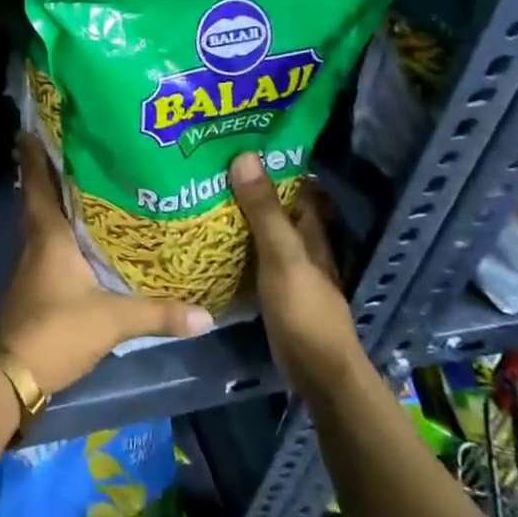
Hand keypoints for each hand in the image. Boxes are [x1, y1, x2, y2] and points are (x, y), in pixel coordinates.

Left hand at [0, 135, 213, 393]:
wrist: (12, 374)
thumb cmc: (56, 330)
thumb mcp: (112, 320)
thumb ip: (158, 313)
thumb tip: (207, 313)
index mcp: (48, 236)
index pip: (37, 185)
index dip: (33, 156)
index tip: (30, 127)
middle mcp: (36, 243)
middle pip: (40, 199)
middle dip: (49, 173)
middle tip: (72, 148)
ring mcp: (32, 266)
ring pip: (44, 222)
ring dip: (58, 203)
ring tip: (87, 185)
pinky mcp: (36, 286)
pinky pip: (49, 246)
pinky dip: (63, 233)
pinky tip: (84, 238)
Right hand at [228, 152, 362, 388]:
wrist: (317, 373)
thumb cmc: (304, 310)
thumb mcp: (282, 256)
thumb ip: (264, 211)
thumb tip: (244, 156)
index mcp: (311, 231)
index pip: (297, 186)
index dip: (275, 164)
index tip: (240, 142)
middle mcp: (302, 245)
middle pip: (277, 208)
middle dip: (250, 187)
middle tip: (209, 167)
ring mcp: (288, 269)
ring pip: (262, 232)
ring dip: (239, 216)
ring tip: (200, 195)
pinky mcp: (273, 290)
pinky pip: (251, 257)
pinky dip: (234, 245)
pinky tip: (208, 241)